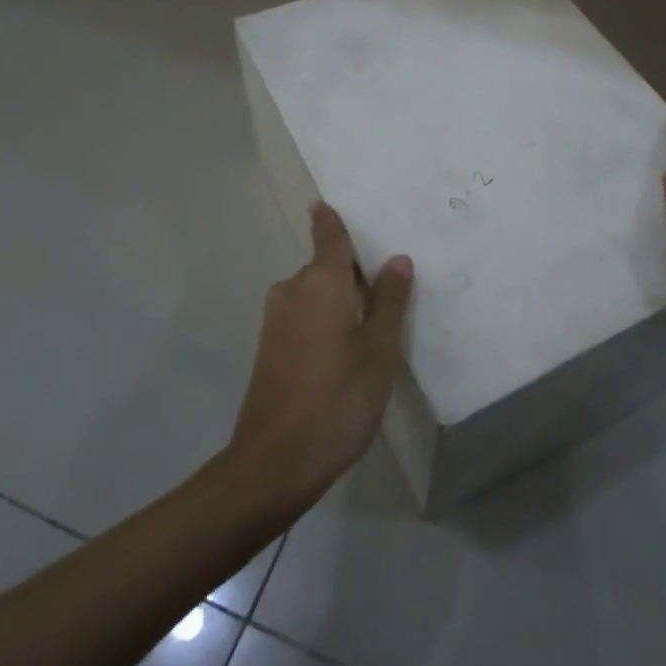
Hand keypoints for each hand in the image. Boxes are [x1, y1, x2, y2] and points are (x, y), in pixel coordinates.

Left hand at [226, 203, 413, 509]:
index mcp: (320, 282)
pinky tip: (345, 349)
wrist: (275, 462)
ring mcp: (276, 320)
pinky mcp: (269, 348)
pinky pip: (303, 315)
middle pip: (325, 266)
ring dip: (339, 300)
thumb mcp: (379, 350)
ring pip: (314, 294)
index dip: (331, 220)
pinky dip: (324, 319)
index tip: (329, 203)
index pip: (329, 236)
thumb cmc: (338, 399)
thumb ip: (390, 301)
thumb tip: (397, 259)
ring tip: (373, 323)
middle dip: (352, 272)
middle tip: (387, 285)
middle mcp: (292, 290)